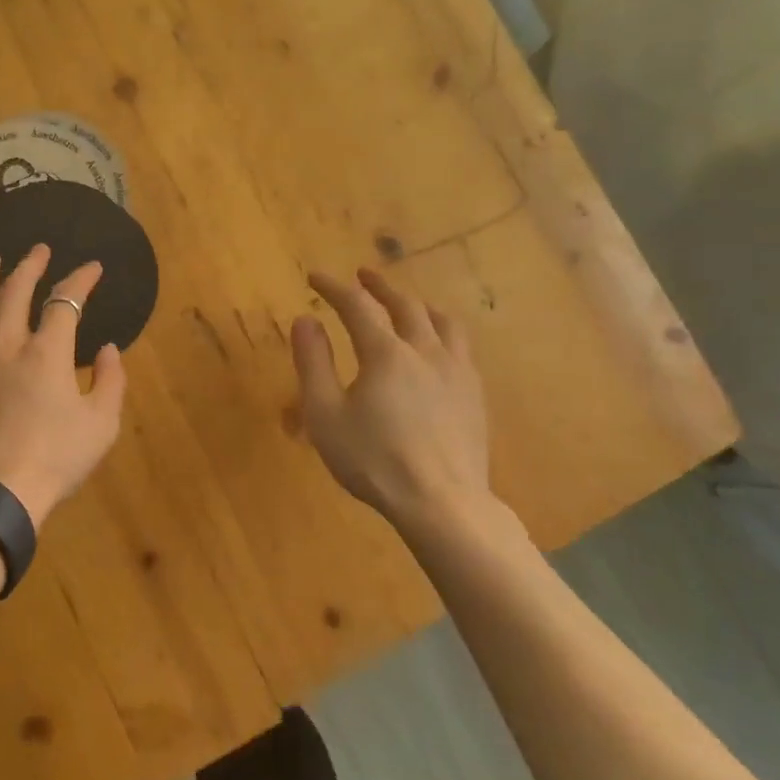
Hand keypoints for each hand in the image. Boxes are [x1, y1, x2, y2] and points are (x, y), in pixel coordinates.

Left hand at [0, 245, 126, 527]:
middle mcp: (6, 343)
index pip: (65, 301)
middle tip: (39, 250)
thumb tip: (110, 349)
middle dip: (31, 265)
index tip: (92, 268)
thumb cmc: (53, 460)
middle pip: (15, 290)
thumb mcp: (100, 426)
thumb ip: (111, 382)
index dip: (81, 279)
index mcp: (47, 353)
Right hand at [290, 268, 489, 541]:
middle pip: (405, 304)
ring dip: (418, 304)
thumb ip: (313, 363)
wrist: (442, 503)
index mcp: (386, 353)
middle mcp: (425, 351)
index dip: (334, 287)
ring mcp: (457, 372)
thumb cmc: (373, 460)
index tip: (315, 277)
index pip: (357, 305)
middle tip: (363, 276)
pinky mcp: (474, 395)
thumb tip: (305, 320)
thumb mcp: (325, 414)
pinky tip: (437, 348)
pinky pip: (460, 347)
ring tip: (407, 303)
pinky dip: (441, 331)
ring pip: (442, 321)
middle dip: (379, 286)